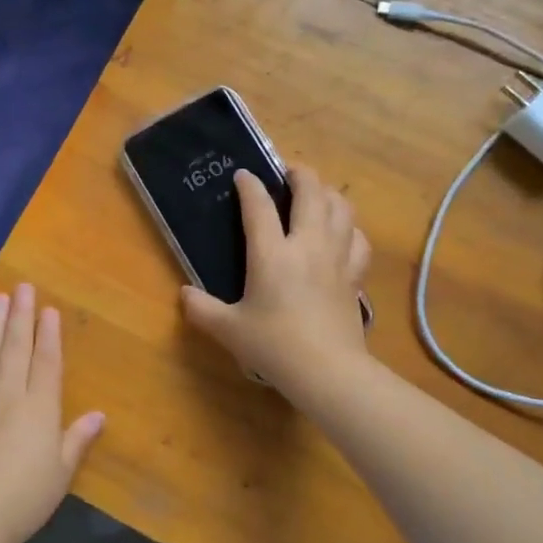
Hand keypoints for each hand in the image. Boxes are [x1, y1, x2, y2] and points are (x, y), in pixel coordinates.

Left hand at [0, 284, 104, 542]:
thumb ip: (78, 440)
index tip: (48, 308)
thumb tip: (100, 415)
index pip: (46, 361)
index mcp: (39, 408)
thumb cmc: (23, 498)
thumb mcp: (61, 473)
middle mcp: (7, 396)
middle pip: (15, 348)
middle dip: (20, 315)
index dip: (48, 334)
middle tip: (21, 287)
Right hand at [181, 165, 371, 396]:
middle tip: (288, 172)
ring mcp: (337, 257)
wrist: (328, 371)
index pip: (258, 206)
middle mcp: (307, 245)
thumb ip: (201, 310)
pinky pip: (358, 238)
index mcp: (271, 254)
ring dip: (328, 193)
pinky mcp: (355, 275)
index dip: (249, 185)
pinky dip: (350, 227)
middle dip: (299, 173)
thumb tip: (184, 295)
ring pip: (341, 207)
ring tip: (317, 194)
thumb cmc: (274, 347)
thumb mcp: (228, 330)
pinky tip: (343, 232)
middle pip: (311, 191)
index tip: (243, 175)